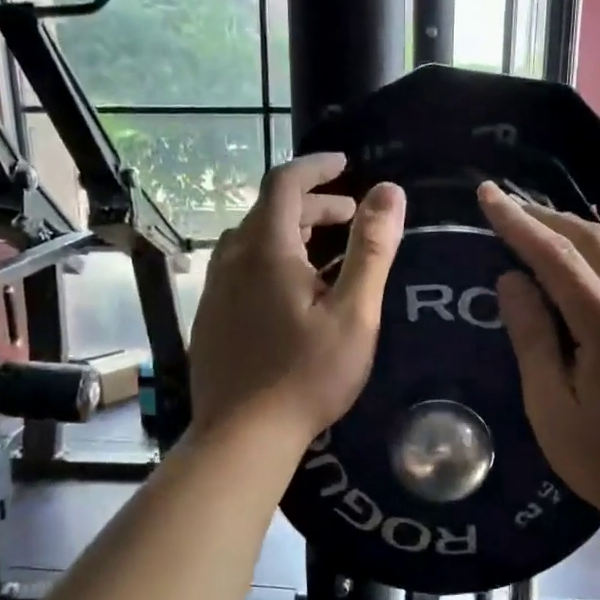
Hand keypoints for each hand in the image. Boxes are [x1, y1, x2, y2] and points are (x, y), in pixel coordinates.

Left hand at [188, 153, 406, 450]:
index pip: (284, 182)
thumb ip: (371, 249)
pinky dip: (271, 260)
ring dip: (291, 233)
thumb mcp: (353, 313)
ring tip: (326, 253)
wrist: (243, 434)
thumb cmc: (306, 374)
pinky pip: (242, 269)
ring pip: (253, 241)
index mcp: (266, 250)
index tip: (344, 165)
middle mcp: (232, 259)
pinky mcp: (210, 316)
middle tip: (350, 218)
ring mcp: (215, 289)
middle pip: (269, 212)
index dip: (316, 167)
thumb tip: (389, 192)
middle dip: (312, 205)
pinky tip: (293, 294)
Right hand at [478, 182, 599, 520]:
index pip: (558, 258)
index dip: (519, 223)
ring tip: (562, 231)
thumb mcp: (550, 408)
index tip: (489, 195)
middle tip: (514, 208)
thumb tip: (513, 280)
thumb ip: (533, 339)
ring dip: (595, 230)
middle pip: (598, 243)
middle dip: (551, 219)